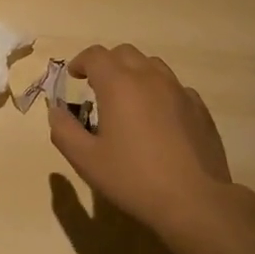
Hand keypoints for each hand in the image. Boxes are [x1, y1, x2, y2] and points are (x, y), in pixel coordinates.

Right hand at [47, 44, 237, 249]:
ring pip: (152, 65)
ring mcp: (179, 90)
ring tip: (129, 100)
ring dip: (135, 73)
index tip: (73, 77)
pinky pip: (175, 87)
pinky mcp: (199, 108)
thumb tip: (55, 110)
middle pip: (124, 53)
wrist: (194, 200)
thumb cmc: (133, 178)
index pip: (95, 55)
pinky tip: (159, 118)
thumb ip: (64, 131)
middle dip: (107, 64)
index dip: (80, 61)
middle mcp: (149, 77)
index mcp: (119, 84)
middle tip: (98, 88)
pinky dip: (160, 92)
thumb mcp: (86, 160)